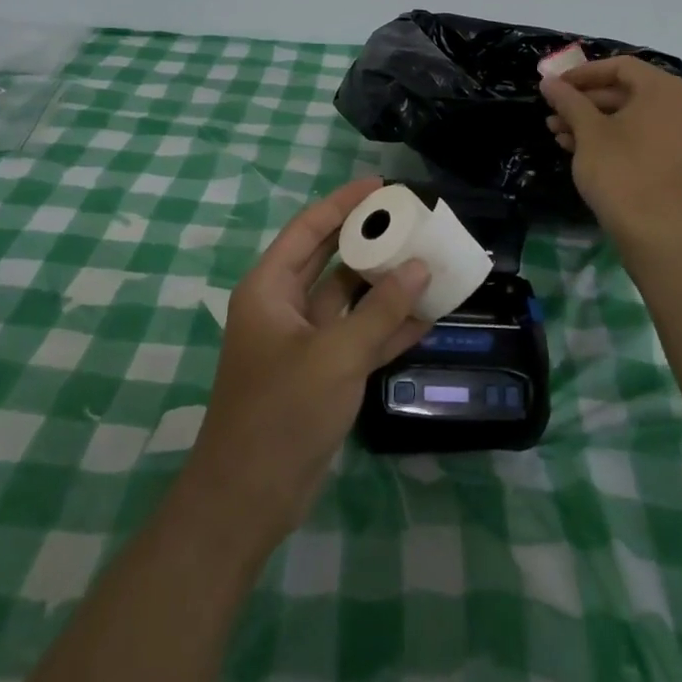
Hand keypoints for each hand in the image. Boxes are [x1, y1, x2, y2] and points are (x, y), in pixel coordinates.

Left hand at [179, 178, 433, 550]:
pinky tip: (428, 317)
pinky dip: (389, 328)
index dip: (341, 203)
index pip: (308, 229)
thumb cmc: (282, 411)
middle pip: (330, 259)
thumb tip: (420, 268)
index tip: (380, 185)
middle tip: (411, 219)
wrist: (251, 496)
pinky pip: (360, 337)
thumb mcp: (335, 355)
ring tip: (430, 262)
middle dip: (369, 239)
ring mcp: (305, 342)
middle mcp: (285, 307)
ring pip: (350, 300)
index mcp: (270, 289)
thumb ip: (380, 311)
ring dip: (386, 286)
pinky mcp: (323, 373)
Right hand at [542, 56, 681, 246]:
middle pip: (626, 91)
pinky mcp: (680, 158)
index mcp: (664, 90)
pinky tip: (579, 148)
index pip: (619, 66)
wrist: (656, 232)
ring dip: (594, 121)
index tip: (555, 86)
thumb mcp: (588, 132)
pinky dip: (614, 136)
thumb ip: (568, 101)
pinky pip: (644, 134)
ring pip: (632, 115)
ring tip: (558, 133)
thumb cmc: (620, 172)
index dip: (583, 74)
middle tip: (553, 113)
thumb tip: (548, 81)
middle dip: (585, 102)